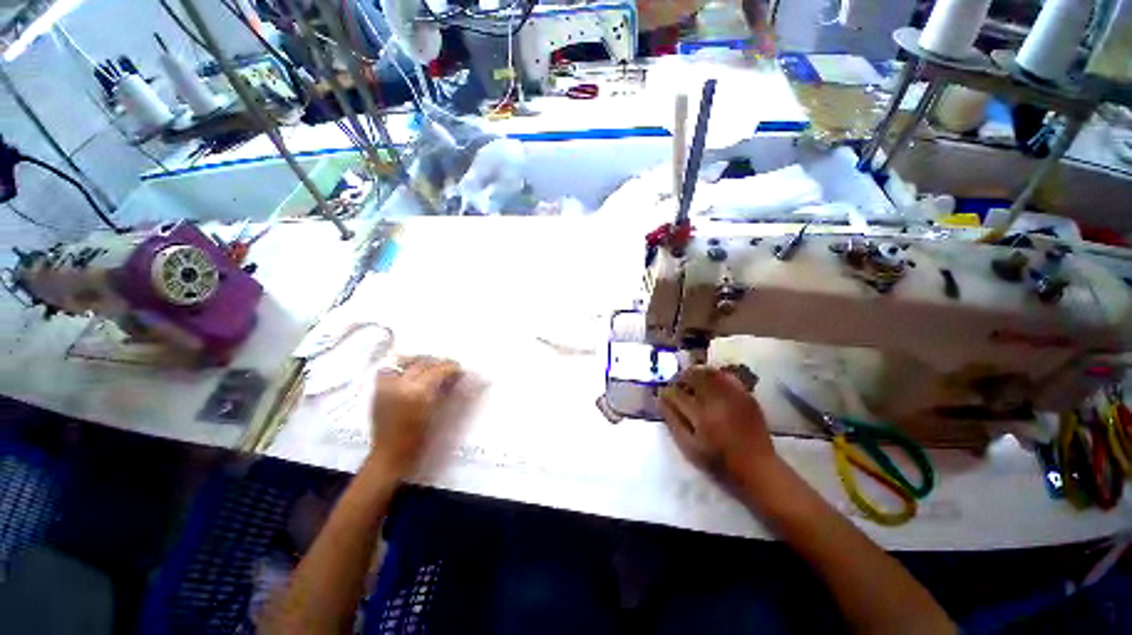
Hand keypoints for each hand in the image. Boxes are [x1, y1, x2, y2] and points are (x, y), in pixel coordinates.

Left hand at [368, 356, 461, 480]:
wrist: (390, 455)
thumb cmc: (419, 439)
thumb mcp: (438, 414)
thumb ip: (446, 392)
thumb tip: (457, 377)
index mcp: (417, 392)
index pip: (437, 370)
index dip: (450, 367)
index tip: (459, 368)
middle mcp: (400, 385)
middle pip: (422, 364)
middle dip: (438, 363)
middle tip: (449, 366)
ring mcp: (386, 386)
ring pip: (404, 363)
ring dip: (420, 362)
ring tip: (430, 367)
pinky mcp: (377, 391)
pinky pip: (389, 370)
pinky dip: (401, 368)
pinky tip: (410, 373)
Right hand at [659, 365, 778, 487]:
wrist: (758, 468)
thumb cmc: (719, 461)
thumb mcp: (689, 447)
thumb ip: (672, 421)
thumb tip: (660, 399)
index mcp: (701, 416)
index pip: (676, 394)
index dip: (666, 392)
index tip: (662, 394)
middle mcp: (718, 400)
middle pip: (693, 376)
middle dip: (680, 377)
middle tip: (675, 383)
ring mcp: (734, 396)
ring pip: (710, 372)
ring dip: (696, 373)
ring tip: (690, 380)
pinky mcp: (746, 395)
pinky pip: (726, 377)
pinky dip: (714, 376)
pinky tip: (710, 384)